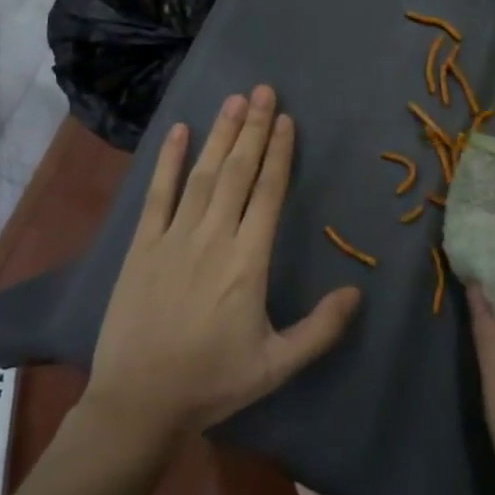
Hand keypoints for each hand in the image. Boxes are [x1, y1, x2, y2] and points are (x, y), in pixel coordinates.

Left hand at [84, 86, 361, 445]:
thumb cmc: (211, 382)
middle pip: (238, 172)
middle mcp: (213, 237)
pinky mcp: (141, 245)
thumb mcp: (276, 365)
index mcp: (248, 261)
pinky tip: (180, 131)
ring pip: (203, 174)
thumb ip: (320, 329)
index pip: (268, 193)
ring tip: (235, 101)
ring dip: (220, 135)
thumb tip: (357, 291)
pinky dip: (169, 160)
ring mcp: (173, 237)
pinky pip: (157, 193)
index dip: (279, 154)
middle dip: (254, 129)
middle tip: (265, 91)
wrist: (138, 403)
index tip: (287, 120)